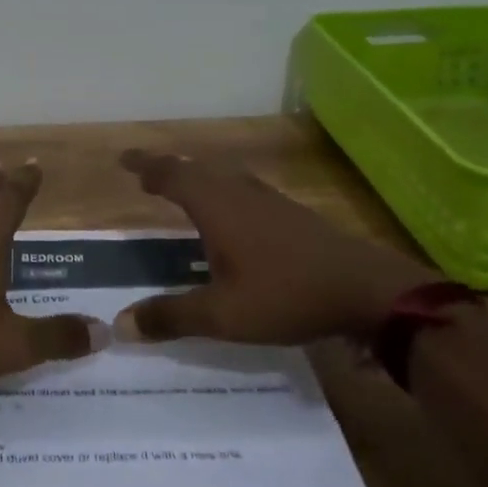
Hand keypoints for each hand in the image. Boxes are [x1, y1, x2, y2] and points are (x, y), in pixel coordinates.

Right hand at [112, 149, 438, 345]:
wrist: (367, 290)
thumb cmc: (287, 295)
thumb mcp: (223, 315)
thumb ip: (171, 317)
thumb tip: (120, 325)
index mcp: (217, 205)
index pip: (172, 174)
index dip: (146, 166)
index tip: (124, 160)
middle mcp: (239, 192)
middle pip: (196, 169)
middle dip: (168, 169)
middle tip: (147, 176)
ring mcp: (269, 200)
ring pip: (223, 177)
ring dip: (197, 178)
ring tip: (181, 189)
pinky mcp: (291, 214)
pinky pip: (243, 189)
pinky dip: (222, 191)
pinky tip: (231, 215)